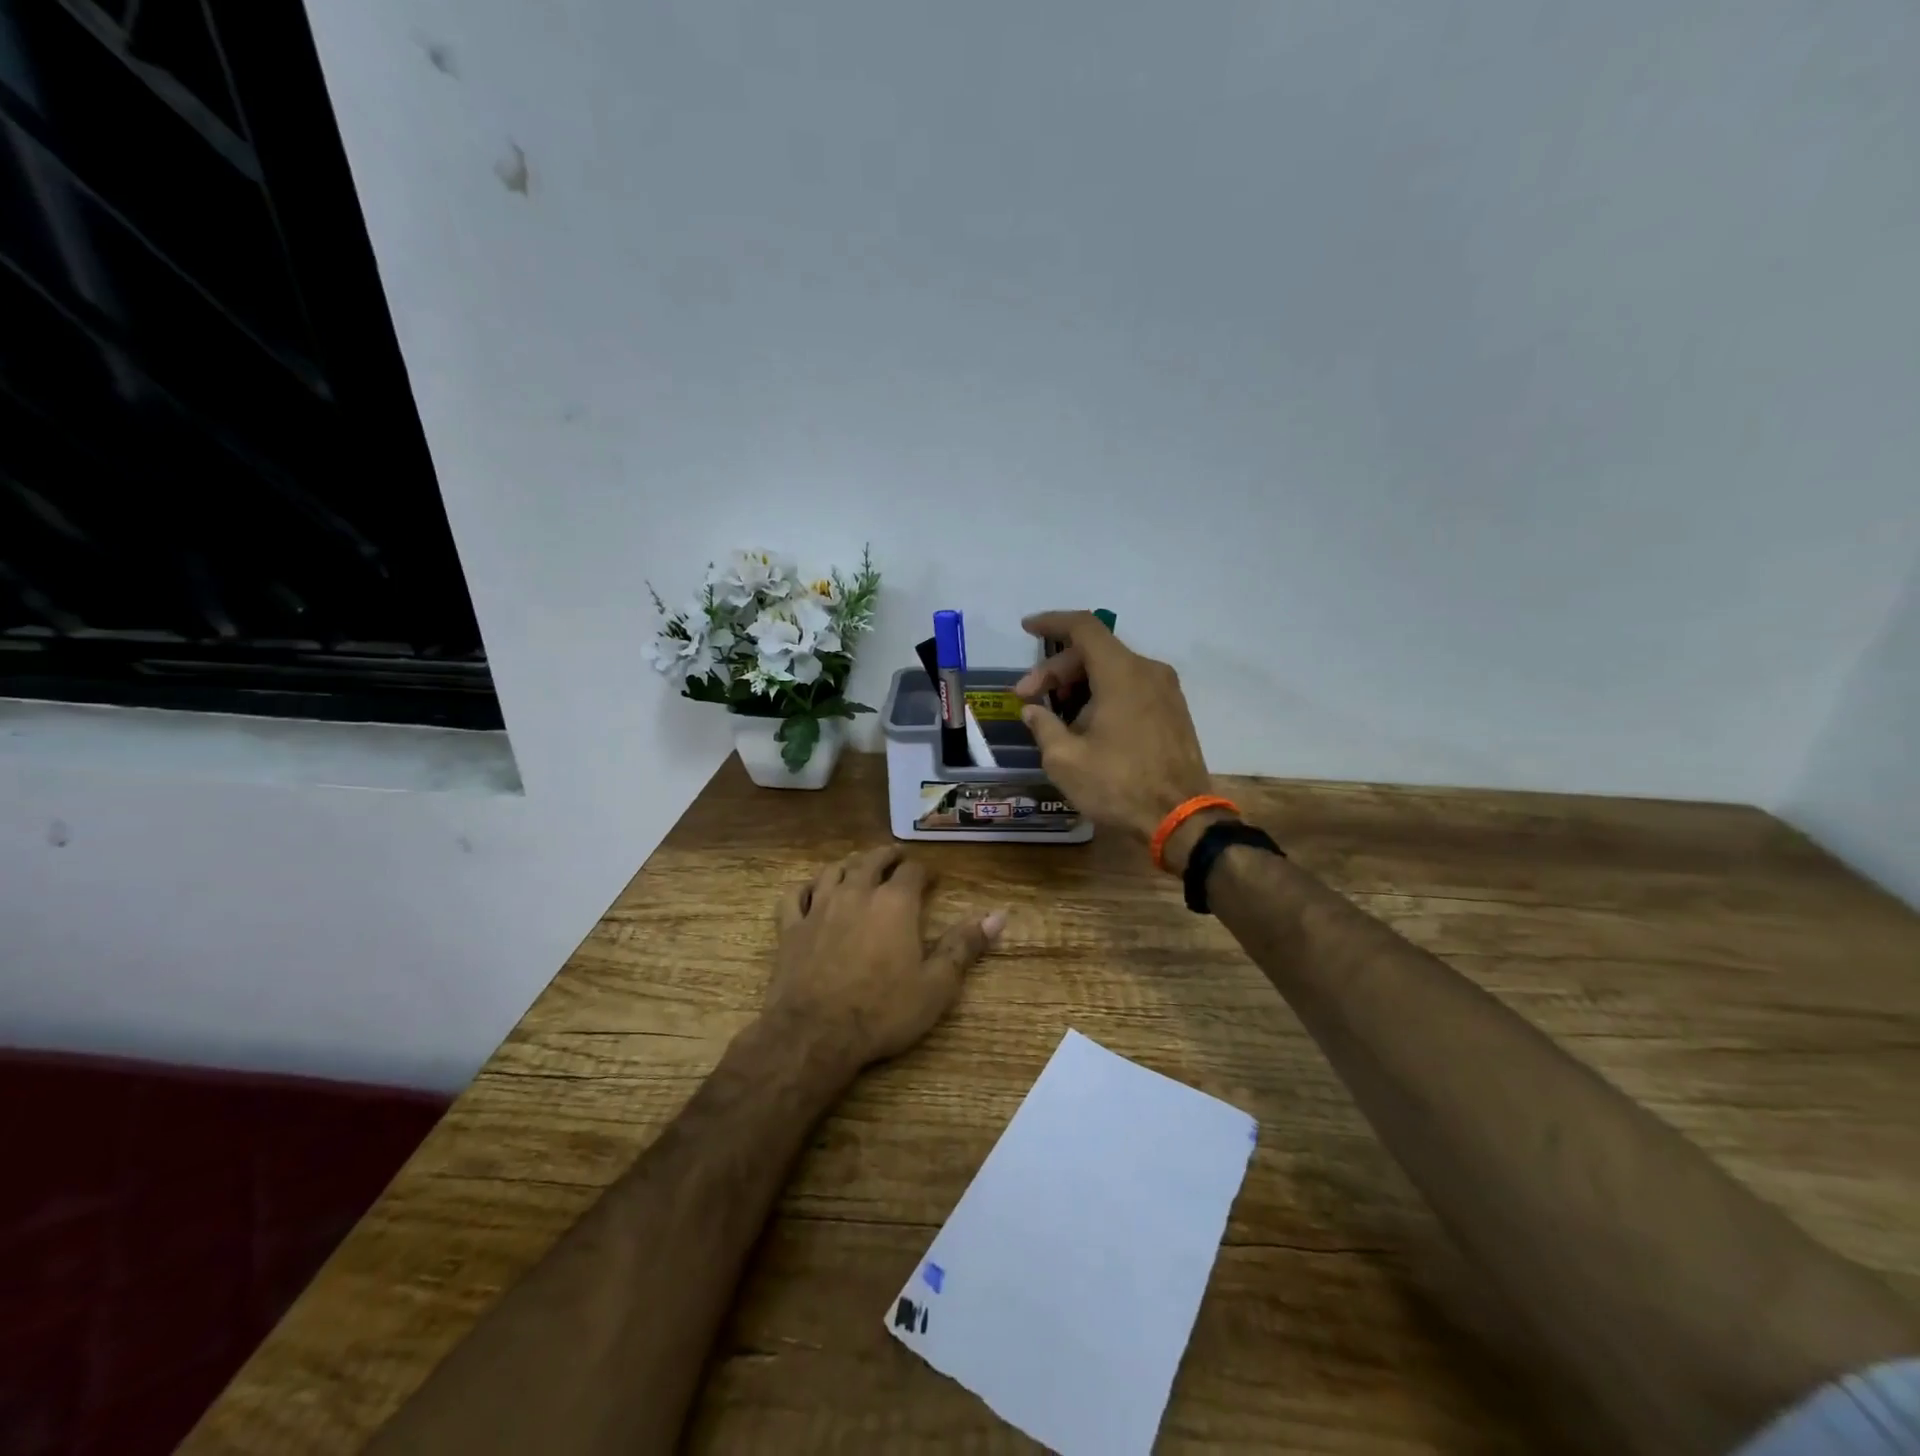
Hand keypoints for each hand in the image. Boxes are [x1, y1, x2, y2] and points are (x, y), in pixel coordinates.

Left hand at [766, 846, 1005, 1074]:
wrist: (814, 1034)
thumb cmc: (883, 1010)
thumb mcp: (936, 985)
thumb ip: (965, 945)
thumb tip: (998, 915)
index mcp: (895, 903)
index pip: (912, 870)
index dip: (923, 870)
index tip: (931, 877)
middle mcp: (857, 893)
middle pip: (872, 860)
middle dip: (888, 856)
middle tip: (896, 857)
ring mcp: (819, 908)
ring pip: (833, 871)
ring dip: (849, 865)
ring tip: (857, 867)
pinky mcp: (790, 928)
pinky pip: (795, 896)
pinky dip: (805, 888)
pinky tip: (810, 892)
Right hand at [1015, 611, 1222, 868]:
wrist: (1181, 820)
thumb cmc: (1118, 786)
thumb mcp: (1065, 760)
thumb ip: (1043, 725)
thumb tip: (1032, 710)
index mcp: (1121, 673)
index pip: (1083, 628)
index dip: (1051, 622)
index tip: (1026, 628)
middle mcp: (1148, 671)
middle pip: (1095, 651)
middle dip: (1056, 670)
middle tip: (1027, 698)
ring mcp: (1166, 691)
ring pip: (1113, 669)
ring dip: (1079, 684)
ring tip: (1054, 716)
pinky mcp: (1174, 711)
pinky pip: (1131, 687)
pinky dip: (1103, 694)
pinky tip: (1085, 724)